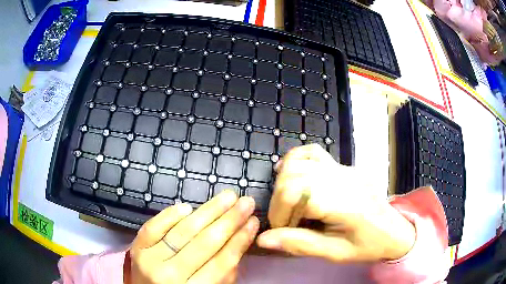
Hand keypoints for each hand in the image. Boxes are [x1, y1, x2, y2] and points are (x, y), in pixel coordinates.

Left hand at [127, 191, 258, 283]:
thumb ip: (225, 273)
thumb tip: (240, 240)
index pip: (222, 262)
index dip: (240, 240)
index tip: (254, 221)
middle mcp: (169, 275)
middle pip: (204, 243)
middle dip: (229, 220)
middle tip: (247, 202)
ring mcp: (149, 259)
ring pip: (182, 231)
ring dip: (208, 211)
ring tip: (228, 197)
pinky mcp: (136, 247)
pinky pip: (153, 226)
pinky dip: (171, 215)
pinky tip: (188, 207)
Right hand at [257, 144, 415, 261]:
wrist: (393, 230)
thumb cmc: (367, 246)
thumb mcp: (335, 253)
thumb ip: (300, 244)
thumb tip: (263, 239)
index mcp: (344, 203)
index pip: (295, 192)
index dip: (278, 212)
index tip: (281, 231)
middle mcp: (342, 178)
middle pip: (293, 174)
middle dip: (279, 200)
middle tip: (287, 222)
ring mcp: (344, 168)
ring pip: (299, 161)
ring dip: (284, 184)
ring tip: (290, 206)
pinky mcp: (344, 166)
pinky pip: (313, 152)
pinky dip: (295, 160)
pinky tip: (292, 176)